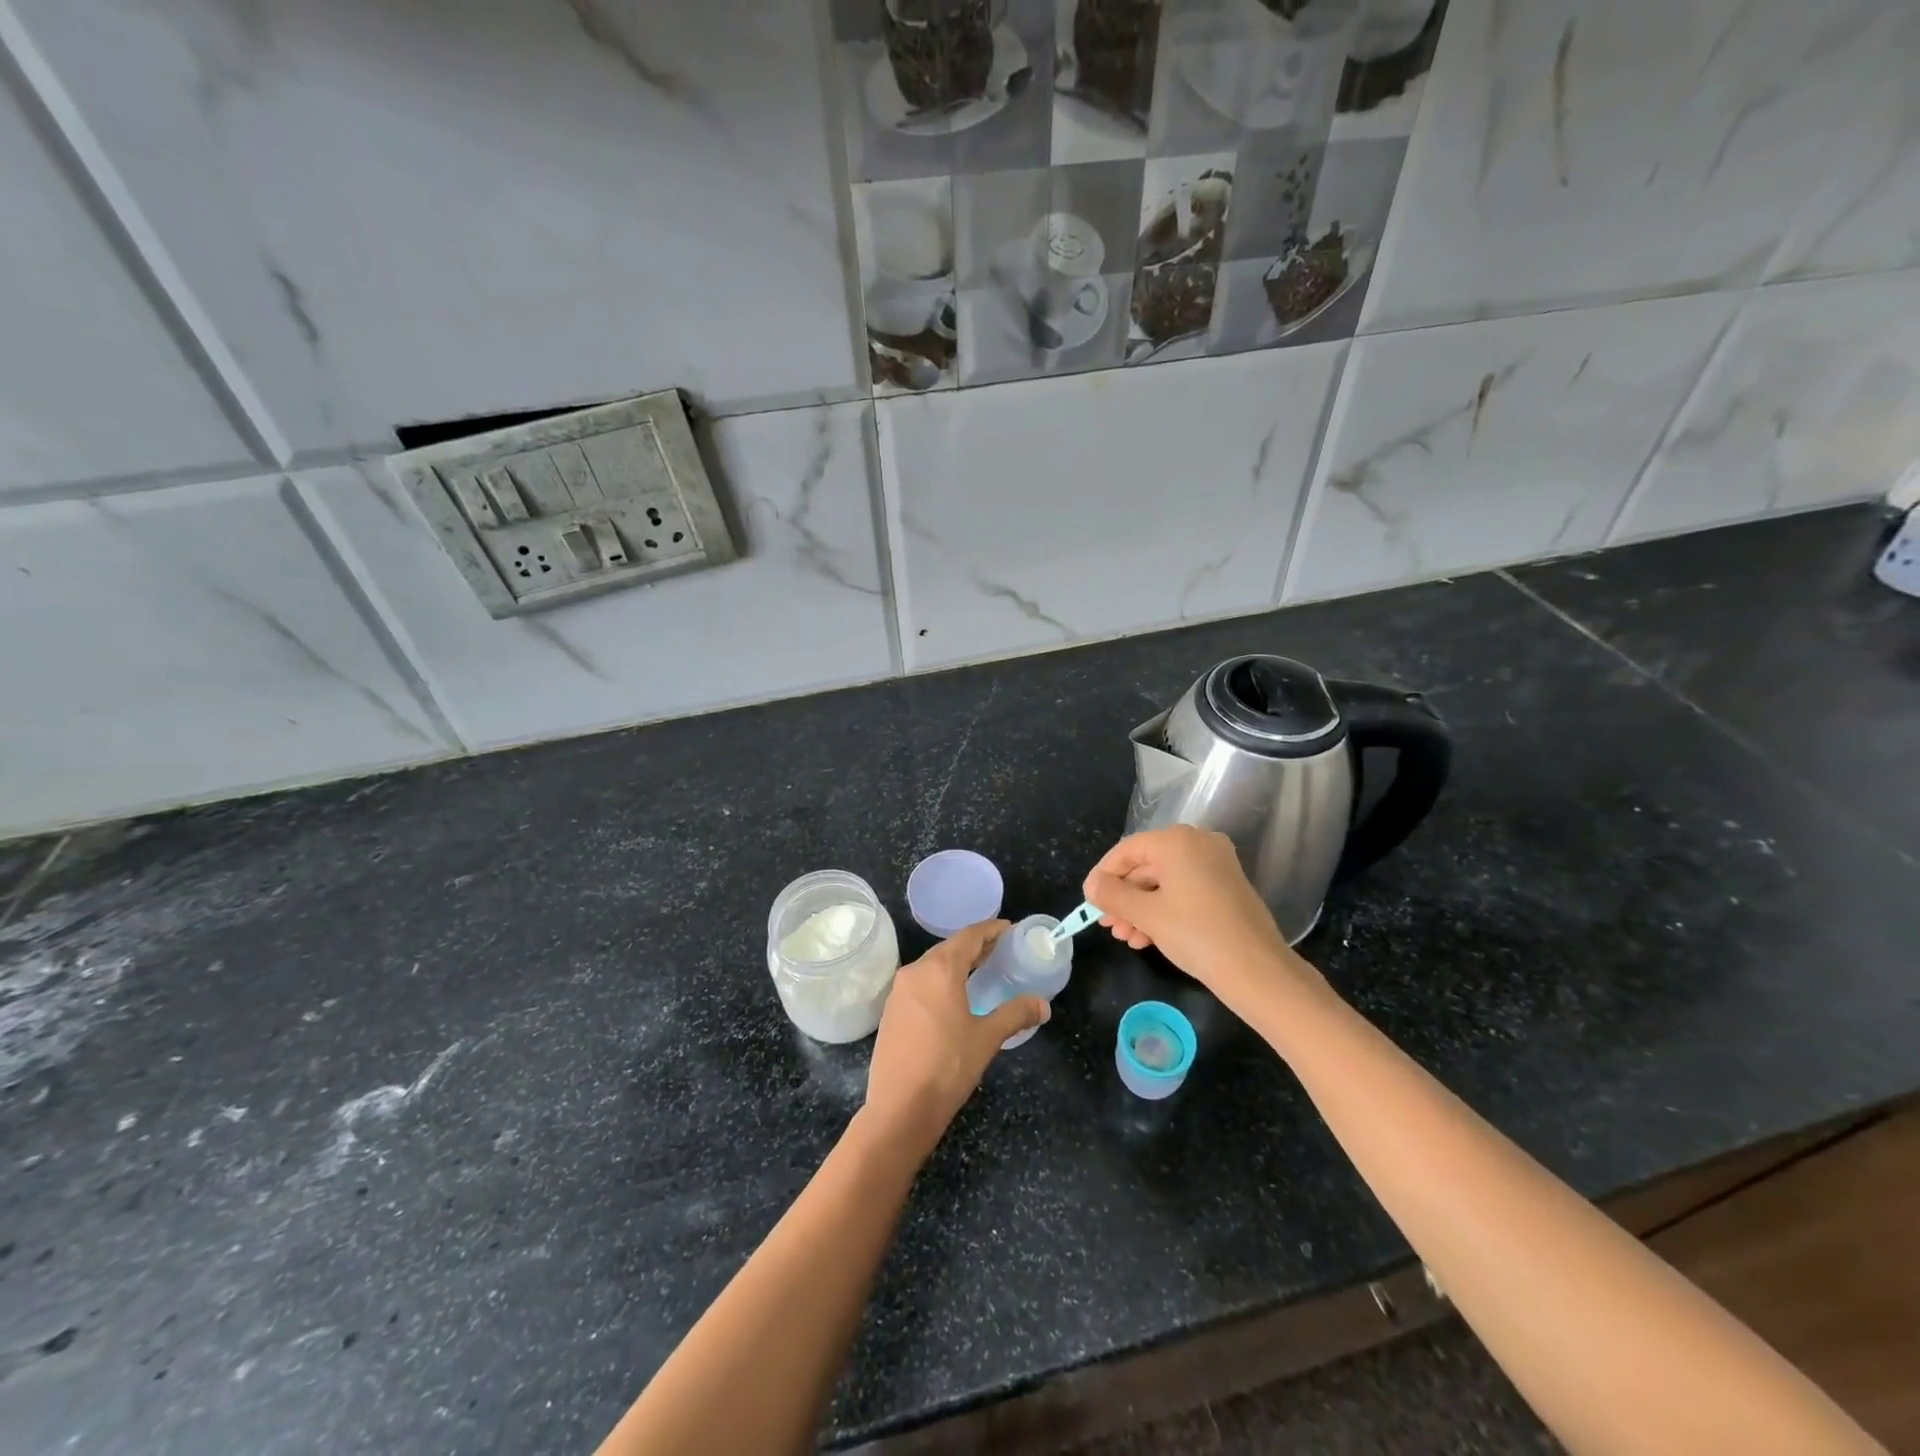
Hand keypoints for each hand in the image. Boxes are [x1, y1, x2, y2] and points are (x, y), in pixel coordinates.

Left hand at [863, 920, 1046, 1156]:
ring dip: (957, 962)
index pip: (969, 936)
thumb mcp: (987, 1038)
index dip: (991, 930)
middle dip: (976, 946)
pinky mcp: (891, 1010)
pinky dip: (940, 979)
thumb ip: (1015, 1014)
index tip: (1010, 930)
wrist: (900, 1108)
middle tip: (1001, 951)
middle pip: (950, 947)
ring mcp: (899, 990)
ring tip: (981, 971)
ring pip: (933, 964)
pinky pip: (921, 982)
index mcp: (940, 969)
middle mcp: (915, 971)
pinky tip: (954, 996)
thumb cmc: (948, 1066)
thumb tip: (1043, 1004)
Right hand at [1084, 827, 1321, 1010]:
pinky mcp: (1226, 887)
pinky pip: (1184, 891)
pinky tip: (1148, 938)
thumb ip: (1112, 894)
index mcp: (1177, 841)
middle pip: (1146, 866)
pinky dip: (1163, 910)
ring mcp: (1216, 865)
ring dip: (1140, 909)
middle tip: (1107, 925)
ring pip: (1164, 882)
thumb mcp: (1145, 914)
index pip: (1127, 850)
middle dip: (1124, 898)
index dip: (1104, 875)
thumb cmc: (1195, 934)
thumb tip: (1091, 885)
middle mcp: (1198, 843)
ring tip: (1126, 937)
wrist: (1257, 971)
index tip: (1089, 902)